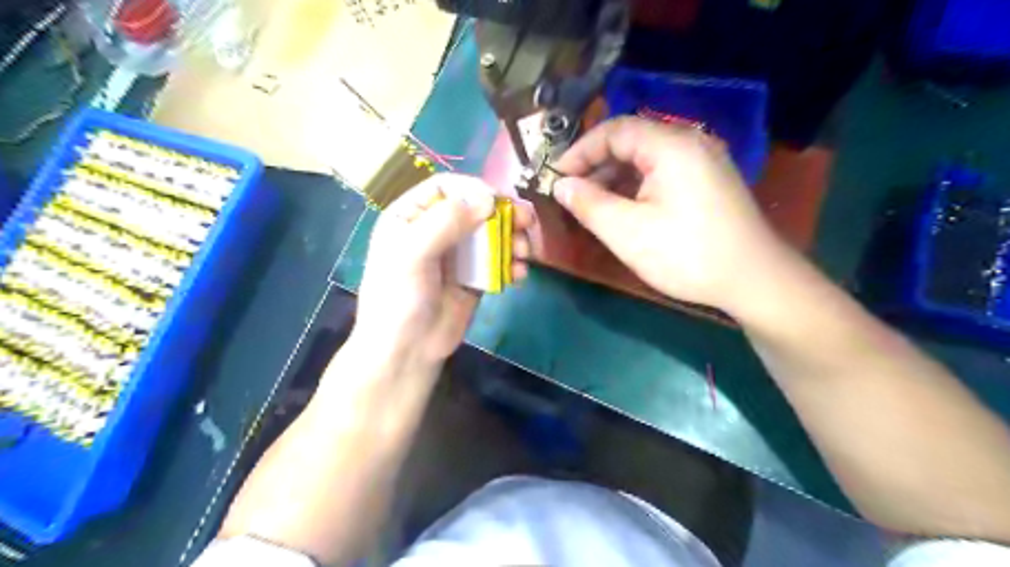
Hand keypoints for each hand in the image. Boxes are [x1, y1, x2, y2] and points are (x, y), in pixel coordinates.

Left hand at [353, 174, 535, 368]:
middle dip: (503, 213)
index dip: (474, 188)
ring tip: (524, 253)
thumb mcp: (412, 254)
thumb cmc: (399, 299)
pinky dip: (512, 264)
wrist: (407, 352)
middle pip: (475, 208)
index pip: (446, 187)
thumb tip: (488, 198)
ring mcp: (458, 255)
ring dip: (513, 238)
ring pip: (492, 234)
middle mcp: (436, 230)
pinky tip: (518, 275)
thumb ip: (445, 222)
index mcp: (411, 217)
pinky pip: (498, 261)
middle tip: (527, 221)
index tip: (498, 201)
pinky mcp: (476, 277)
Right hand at [551, 118, 788, 311]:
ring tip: (592, 205)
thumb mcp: (627, 232)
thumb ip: (588, 204)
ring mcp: (703, 161)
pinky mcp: (708, 181)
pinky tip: (623, 209)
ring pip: (646, 159)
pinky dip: (636, 186)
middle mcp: (689, 143)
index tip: (556, 178)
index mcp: (671, 146)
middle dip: (595, 165)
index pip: (614, 130)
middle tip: (571, 194)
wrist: (754, 280)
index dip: (580, 151)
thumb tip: (561, 186)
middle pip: (631, 141)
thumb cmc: (686, 254)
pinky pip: (662, 173)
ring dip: (614, 178)